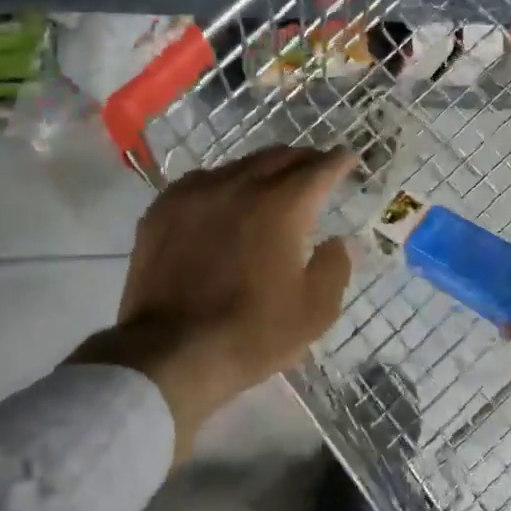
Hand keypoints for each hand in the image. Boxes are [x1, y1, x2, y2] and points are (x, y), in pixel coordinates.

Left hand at [72, 146, 355, 460]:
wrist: (169, 352)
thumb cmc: (251, 334)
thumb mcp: (313, 312)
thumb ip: (334, 267)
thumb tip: (339, 242)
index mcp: (280, 207)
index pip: (317, 169)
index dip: (337, 161)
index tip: (347, 157)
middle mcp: (237, 186)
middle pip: (277, 158)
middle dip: (302, 159)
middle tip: (315, 168)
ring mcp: (194, 194)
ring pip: (238, 166)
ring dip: (262, 170)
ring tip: (271, 183)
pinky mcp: (162, 209)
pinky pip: (201, 182)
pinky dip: (223, 184)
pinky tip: (224, 200)